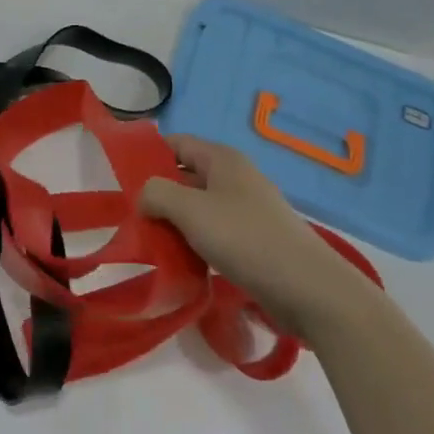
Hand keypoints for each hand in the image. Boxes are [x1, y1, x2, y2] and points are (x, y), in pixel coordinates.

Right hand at [143, 135, 378, 339]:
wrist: (309, 289)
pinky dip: (197, 244)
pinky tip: (185, 264)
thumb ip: (156, 193)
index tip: (125, 182)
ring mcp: (248, 210)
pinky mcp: (255, 241)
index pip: (176, 143)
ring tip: (156, 246)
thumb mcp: (189, 209)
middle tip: (136, 220)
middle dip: (159, 195)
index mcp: (222, 159)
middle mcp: (236, 177)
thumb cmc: (245, 238)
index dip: (149, 156)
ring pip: (199, 208)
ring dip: (176, 224)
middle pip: (186, 176)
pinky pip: (215, 233)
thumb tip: (144, 197)